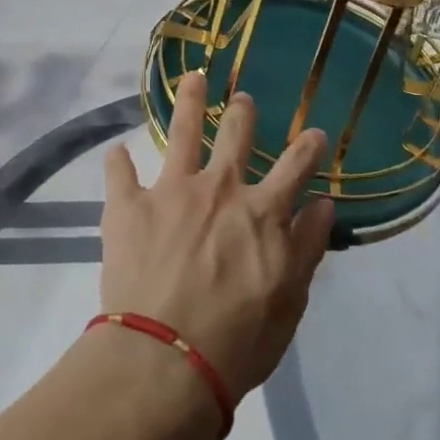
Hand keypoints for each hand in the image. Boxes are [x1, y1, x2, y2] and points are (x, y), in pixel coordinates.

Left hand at [100, 73, 335, 402]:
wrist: (165, 360)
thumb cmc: (238, 341)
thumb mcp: (289, 301)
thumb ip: (306, 247)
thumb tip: (323, 205)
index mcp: (262, 212)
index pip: (295, 166)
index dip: (309, 147)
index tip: (315, 133)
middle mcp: (219, 188)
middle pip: (236, 135)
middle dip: (243, 112)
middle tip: (242, 99)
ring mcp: (171, 191)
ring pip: (181, 132)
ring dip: (189, 102)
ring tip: (192, 79)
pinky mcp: (129, 206)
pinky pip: (119, 172)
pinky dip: (118, 162)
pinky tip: (116, 152)